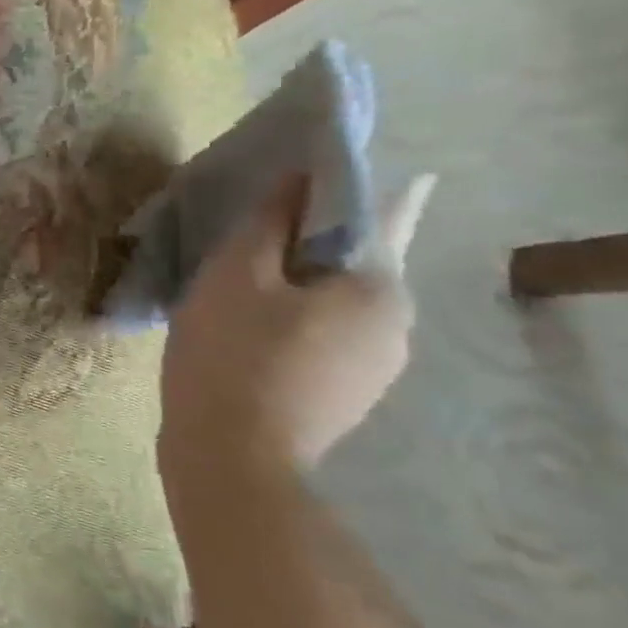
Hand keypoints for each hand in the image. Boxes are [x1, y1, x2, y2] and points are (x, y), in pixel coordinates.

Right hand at [160, 173, 434, 472]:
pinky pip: (321, 337)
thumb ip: (268, 222)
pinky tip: (244, 328)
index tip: (314, 168)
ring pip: (332, 303)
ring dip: (294, 285)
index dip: (344, 186)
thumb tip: (299, 180)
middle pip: (350, 262)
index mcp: (379, 288)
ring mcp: (374, 368)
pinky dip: (290, 320)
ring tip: (236, 284)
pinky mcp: (345, 396)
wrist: (232, 459)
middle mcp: (395, 325)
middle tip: (246, 232)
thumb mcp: (236, 275)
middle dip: (305, 242)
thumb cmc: (232, 354)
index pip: (379, 215)